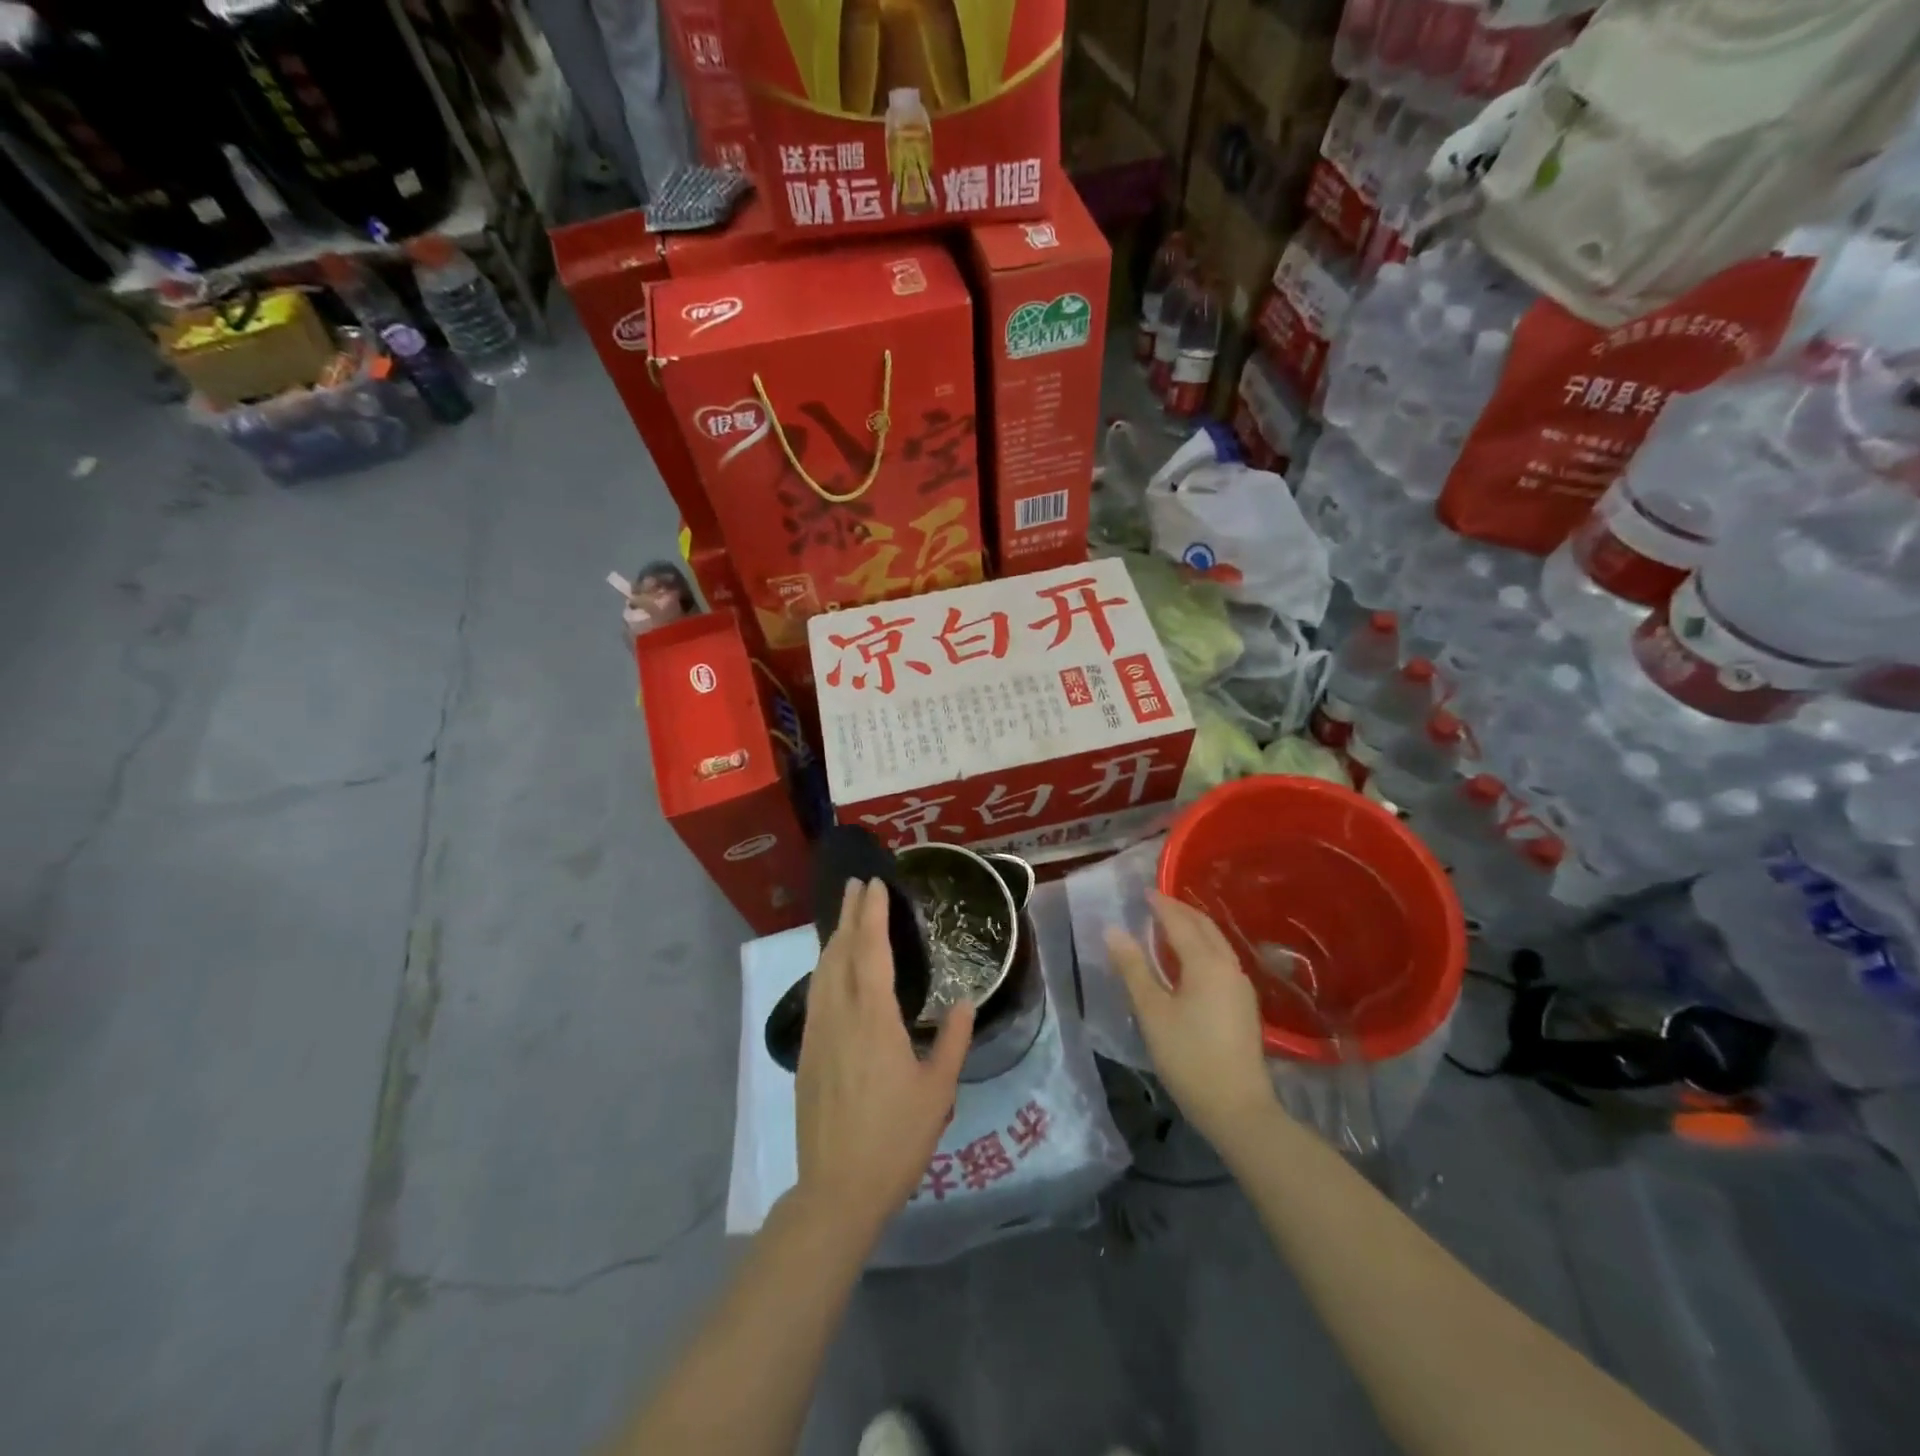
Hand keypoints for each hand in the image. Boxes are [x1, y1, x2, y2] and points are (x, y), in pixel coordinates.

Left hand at [794, 879, 974, 1236]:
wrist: (838, 1188)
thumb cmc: (896, 1138)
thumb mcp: (938, 1091)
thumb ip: (953, 1041)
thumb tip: (964, 1002)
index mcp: (873, 1018)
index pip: (870, 950)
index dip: (873, 914)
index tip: (875, 884)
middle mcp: (840, 1015)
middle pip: (841, 951)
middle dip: (850, 914)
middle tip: (858, 884)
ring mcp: (818, 1033)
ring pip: (822, 970)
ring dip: (835, 937)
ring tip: (846, 917)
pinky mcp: (807, 1052)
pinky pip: (816, 993)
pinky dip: (825, 967)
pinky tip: (831, 969)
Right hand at [1106, 891, 1276, 1151]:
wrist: (1238, 1108)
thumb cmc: (1188, 1057)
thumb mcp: (1152, 1012)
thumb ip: (1133, 968)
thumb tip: (1113, 930)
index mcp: (1206, 963)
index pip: (1180, 922)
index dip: (1161, 905)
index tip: (1143, 891)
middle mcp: (1229, 966)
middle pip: (1204, 927)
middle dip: (1180, 910)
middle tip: (1156, 901)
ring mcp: (1241, 986)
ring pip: (1217, 943)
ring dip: (1194, 928)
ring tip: (1169, 924)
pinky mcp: (1244, 1004)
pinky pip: (1221, 959)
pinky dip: (1203, 946)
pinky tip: (1189, 959)